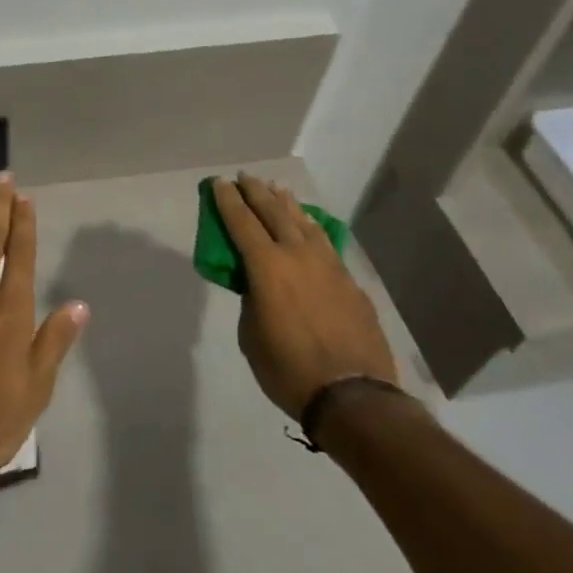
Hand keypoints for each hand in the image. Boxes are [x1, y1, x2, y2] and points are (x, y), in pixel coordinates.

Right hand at [212, 174, 399, 421]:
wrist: (353, 395)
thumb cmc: (288, 369)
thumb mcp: (252, 335)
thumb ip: (252, 300)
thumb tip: (260, 287)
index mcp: (267, 267)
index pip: (242, 222)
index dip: (228, 201)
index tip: (220, 182)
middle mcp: (298, 255)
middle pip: (274, 213)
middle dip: (256, 192)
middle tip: (245, 177)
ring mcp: (329, 265)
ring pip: (304, 223)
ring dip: (287, 204)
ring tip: (278, 189)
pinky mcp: (350, 281)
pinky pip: (325, 243)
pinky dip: (312, 228)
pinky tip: (310, 226)